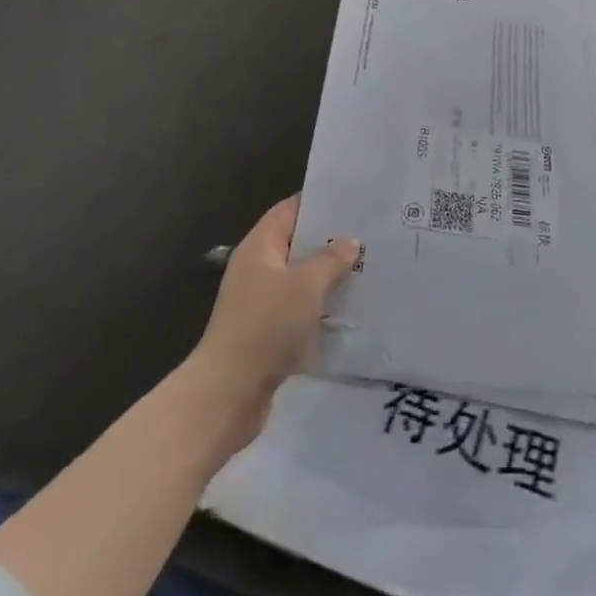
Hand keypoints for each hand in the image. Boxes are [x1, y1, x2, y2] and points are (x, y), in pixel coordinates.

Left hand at [189, 197, 357, 445]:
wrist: (228, 394)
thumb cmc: (266, 326)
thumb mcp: (306, 286)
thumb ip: (331, 259)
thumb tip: (350, 242)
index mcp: (259, 245)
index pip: (290, 209)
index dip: (319, 202)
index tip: (353, 201)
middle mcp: (256, 267)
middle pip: (296, 243)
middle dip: (329, 241)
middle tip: (368, 235)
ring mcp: (258, 301)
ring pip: (299, 278)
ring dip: (327, 277)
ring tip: (365, 270)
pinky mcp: (264, 331)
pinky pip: (297, 308)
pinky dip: (318, 307)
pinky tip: (347, 310)